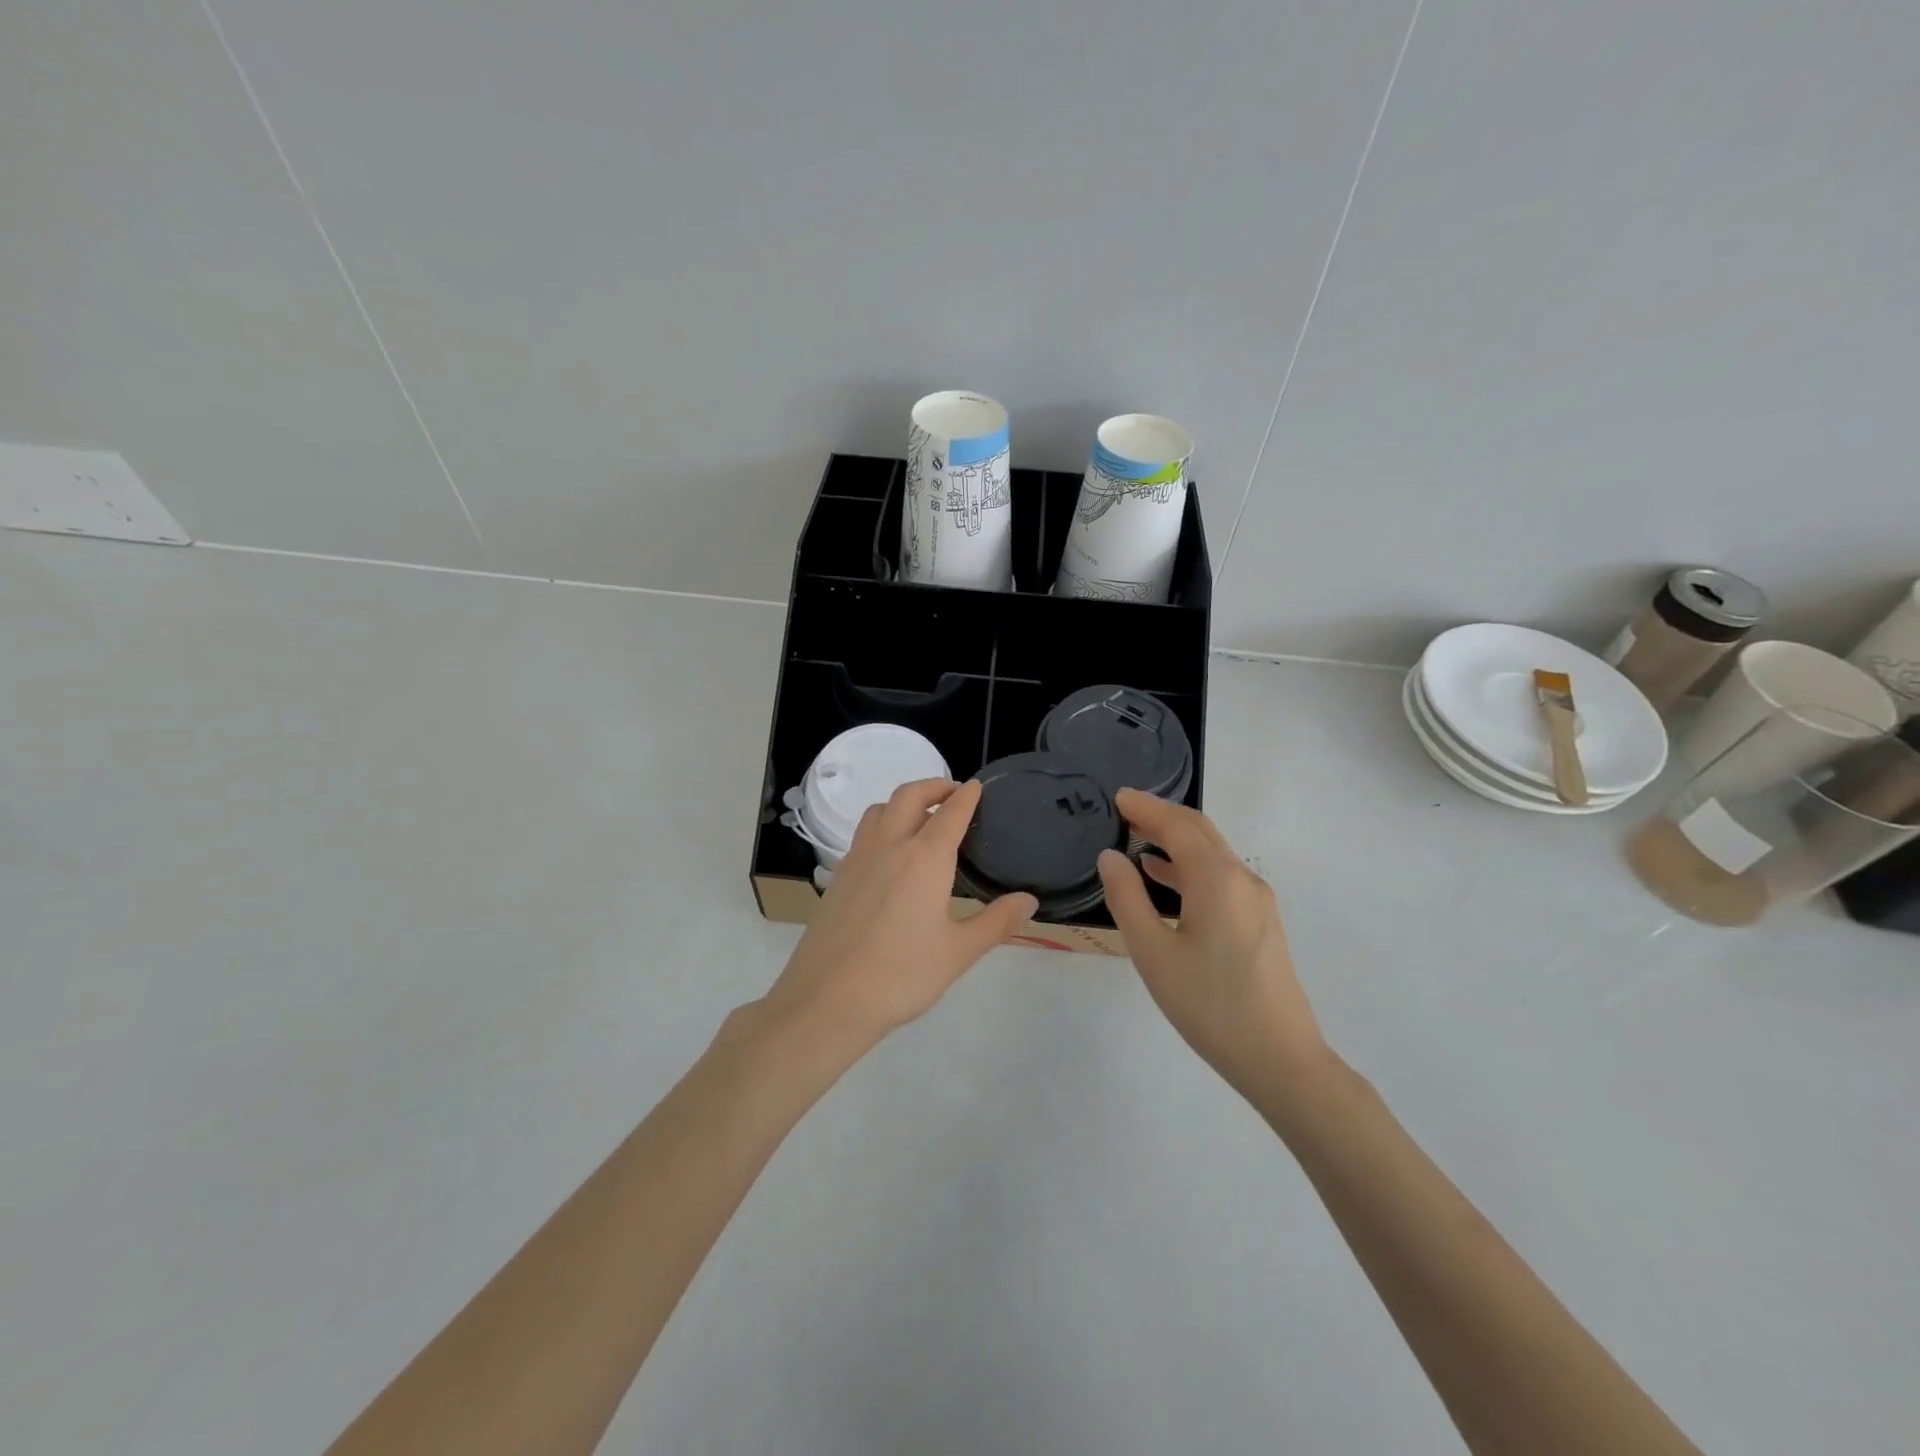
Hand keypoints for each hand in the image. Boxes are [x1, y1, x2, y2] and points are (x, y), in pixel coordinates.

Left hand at [758, 779, 1036, 1054]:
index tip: (977, 787)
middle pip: (909, 796)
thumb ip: (997, 922)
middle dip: (934, 786)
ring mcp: (857, 859)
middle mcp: (889, 846)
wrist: (828, 999)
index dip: (967, 796)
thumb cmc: (901, 975)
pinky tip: (890, 856)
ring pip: (879, 810)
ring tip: (921, 817)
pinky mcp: (837, 877)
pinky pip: (863, 835)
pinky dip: (882, 826)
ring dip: (903, 802)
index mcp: (925, 858)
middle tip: (953, 793)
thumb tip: (1029, 900)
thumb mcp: (959, 952)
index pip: (951, 812)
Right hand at [1097, 789, 1328, 1097]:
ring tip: (1136, 839)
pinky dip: (1189, 866)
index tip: (1117, 797)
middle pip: (1200, 832)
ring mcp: (1257, 901)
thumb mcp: (1154, 954)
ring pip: (1212, 854)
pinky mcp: (1260, 922)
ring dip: (1176, 840)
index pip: (1179, 826)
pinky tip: (1165, 878)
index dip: (1147, 808)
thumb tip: (1111, 857)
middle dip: (1162, 816)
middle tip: (1124, 811)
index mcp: (1217, 880)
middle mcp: (1242, 879)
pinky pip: (1221, 877)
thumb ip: (1127, 899)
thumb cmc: (1210, 1006)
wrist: (1281, 1059)